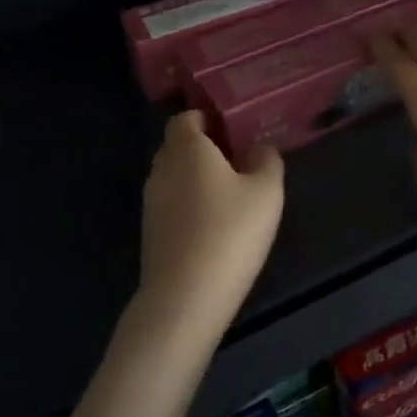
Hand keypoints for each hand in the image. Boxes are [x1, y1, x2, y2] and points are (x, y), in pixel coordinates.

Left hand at [138, 111, 284, 337]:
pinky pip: (170, 204)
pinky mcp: (150, 233)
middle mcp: (162, 168)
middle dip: (203, 148)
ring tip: (229, 195)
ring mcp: (151, 202)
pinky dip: (188, 205)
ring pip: (173, 176)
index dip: (206, 119)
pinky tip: (213, 225)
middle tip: (236, 161)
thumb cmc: (230, 233)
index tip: (232, 132)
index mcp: (187, 148)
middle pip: (177, 146)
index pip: (185, 118)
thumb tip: (258, 148)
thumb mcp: (266, 192)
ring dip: (195, 179)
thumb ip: (266, 161)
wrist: (185, 299)